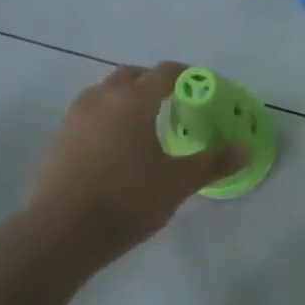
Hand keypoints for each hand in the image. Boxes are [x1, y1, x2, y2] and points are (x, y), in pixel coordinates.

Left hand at [27, 61, 244, 265]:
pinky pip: (88, 112)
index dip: (186, 75)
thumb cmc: (127, 201)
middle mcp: (102, 98)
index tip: (200, 86)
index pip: (165, 72)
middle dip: (153, 82)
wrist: (61, 231)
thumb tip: (245, 148)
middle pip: (131, 75)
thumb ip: (212, 162)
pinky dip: (105, 116)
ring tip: (141, 123)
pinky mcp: (59, 136)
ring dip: (125, 97)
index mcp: (134, 100)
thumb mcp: (177, 183)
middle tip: (172, 103)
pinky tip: (113, 145)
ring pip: (105, 92)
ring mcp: (76, 115)